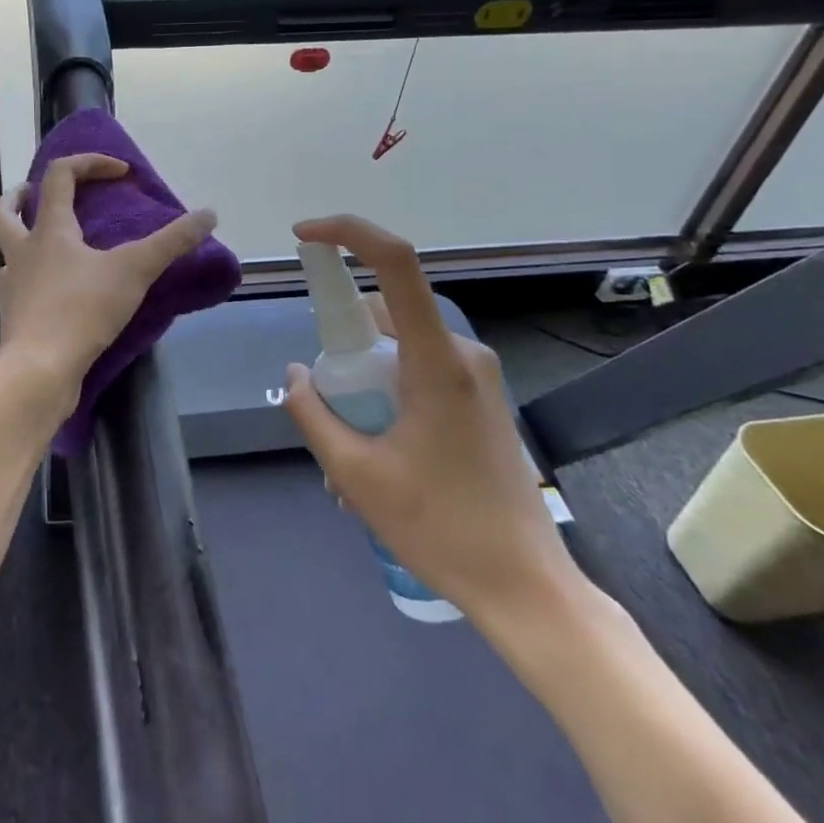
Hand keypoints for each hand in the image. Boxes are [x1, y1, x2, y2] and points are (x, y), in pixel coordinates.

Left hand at [0, 154, 218, 420]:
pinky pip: (15, 287)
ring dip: (20, 240)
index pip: (60, 175)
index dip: (89, 163)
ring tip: (47, 244)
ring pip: (4, 251)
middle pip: (2, 211)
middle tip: (38, 194)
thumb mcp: (135, 271)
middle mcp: (21, 251)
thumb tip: (209, 214)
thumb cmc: (82, 310)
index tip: (121, 172)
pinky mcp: (12, 317)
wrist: (39, 370)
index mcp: (49, 230)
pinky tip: (50, 290)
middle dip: (19, 196)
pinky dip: (30, 281)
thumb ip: (172, 242)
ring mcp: (11, 285)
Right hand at [281, 214, 582, 630]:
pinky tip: (379, 456)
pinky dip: (386, 394)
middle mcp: (461, 352)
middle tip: (326, 410)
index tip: (304, 237)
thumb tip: (296, 374)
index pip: (395, 262)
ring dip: (363, 382)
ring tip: (350, 454)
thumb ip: (312, 414)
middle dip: (342, 349)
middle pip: (384, 314)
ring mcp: (476, 375)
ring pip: (398, 347)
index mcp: (436, 359)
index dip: (347, 232)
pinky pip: (418, 371)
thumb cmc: (441, 528)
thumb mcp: (355, 474)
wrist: (527, 589)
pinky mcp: (480, 398)